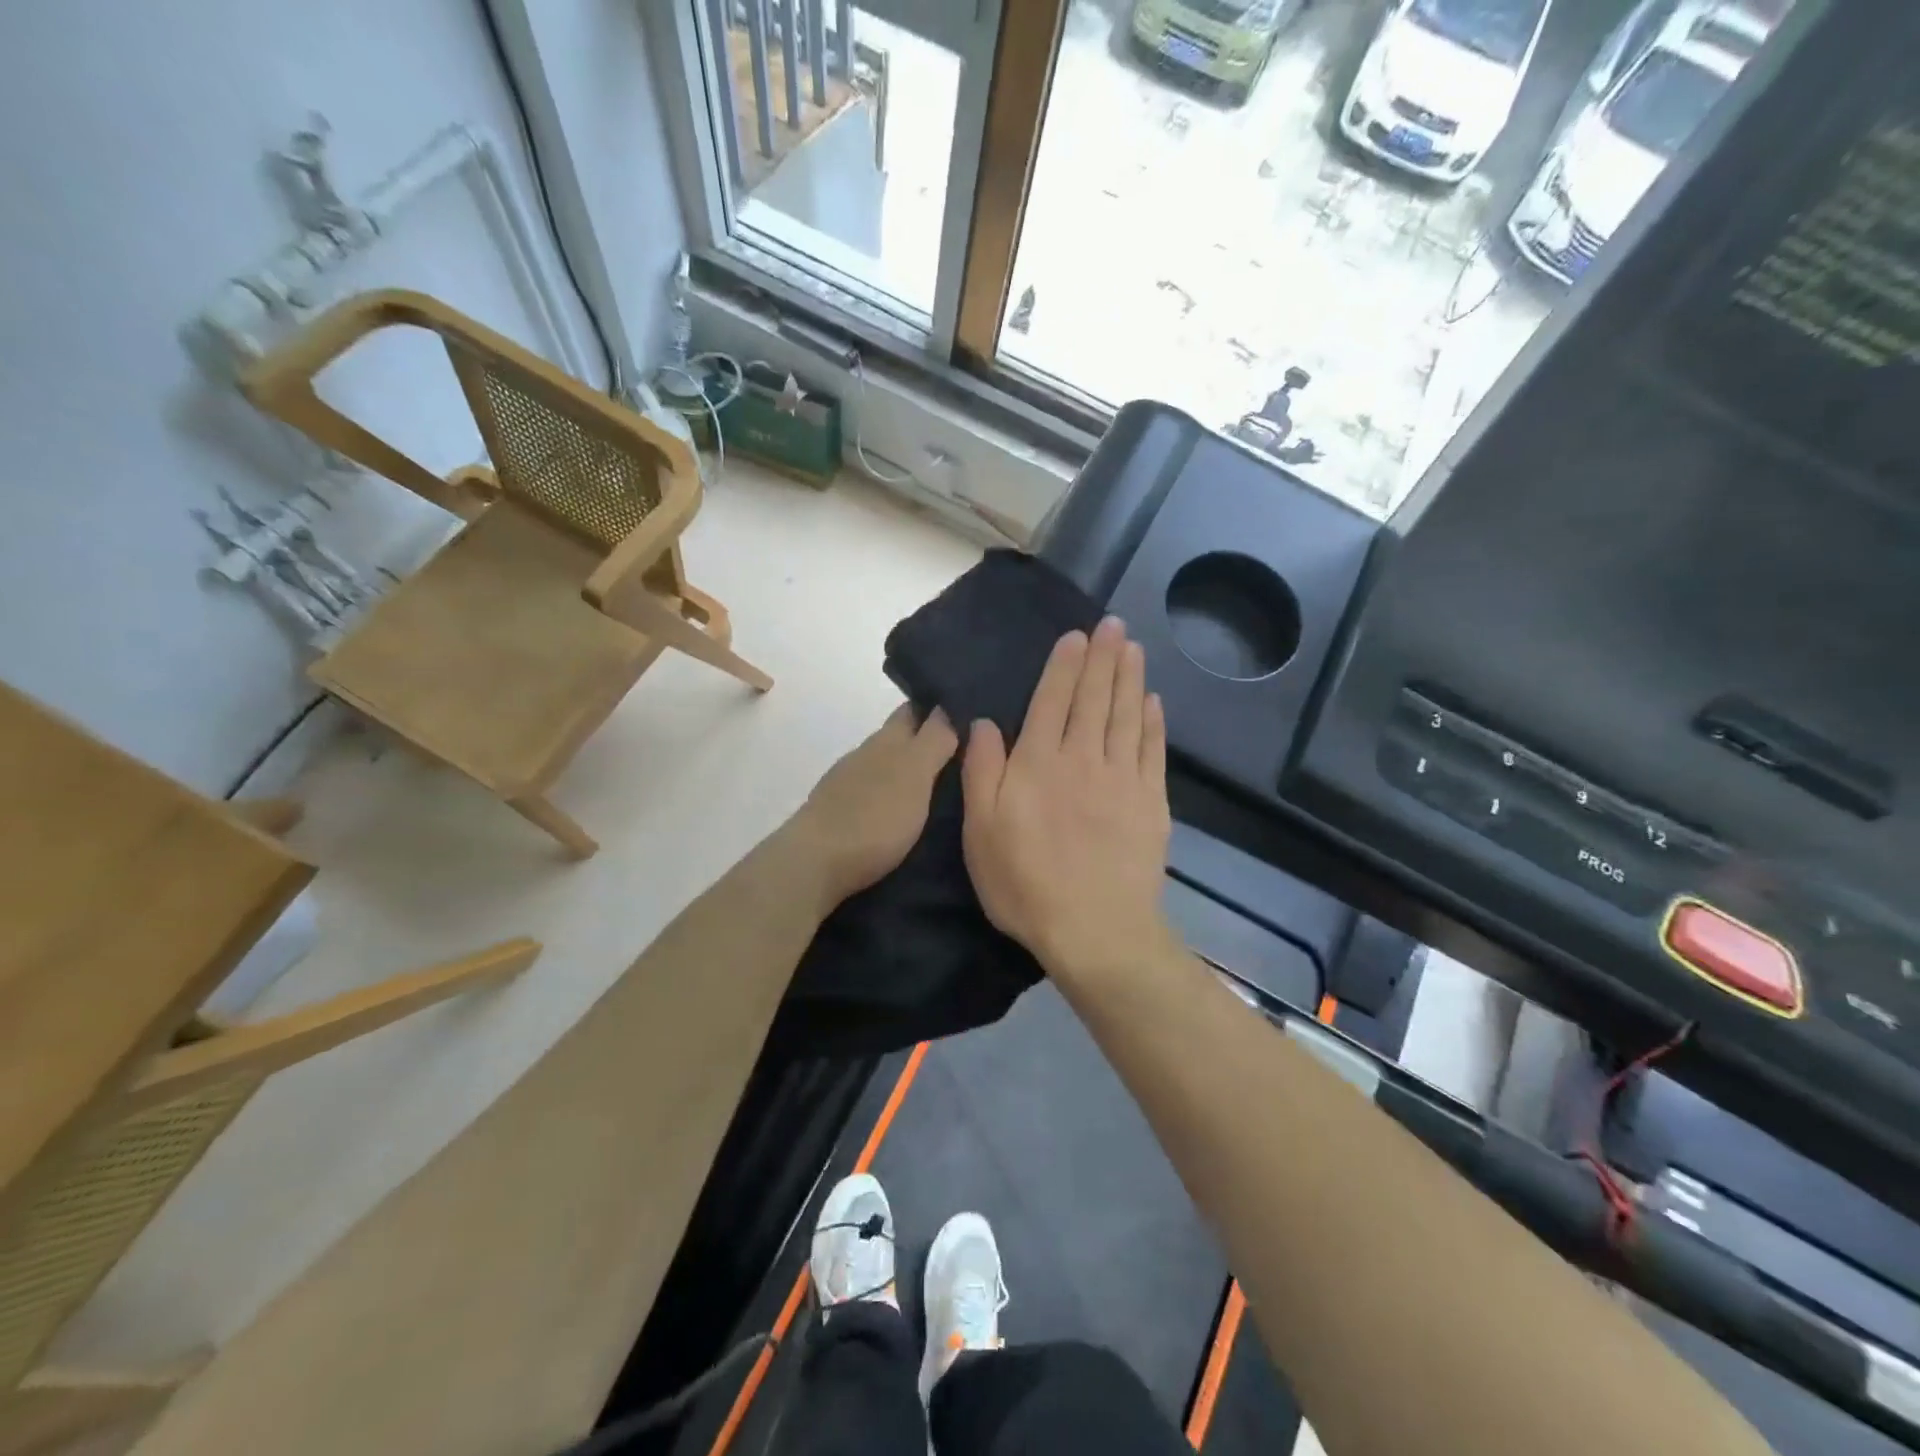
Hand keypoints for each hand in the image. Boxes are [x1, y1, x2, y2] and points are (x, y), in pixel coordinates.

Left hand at [790, 704, 958, 911]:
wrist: (814, 864)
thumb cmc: (874, 816)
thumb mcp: (915, 773)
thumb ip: (934, 740)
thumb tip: (948, 708)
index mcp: (886, 739)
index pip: (915, 709)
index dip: (940, 708)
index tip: (968, 720)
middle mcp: (865, 754)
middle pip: (900, 737)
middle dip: (928, 742)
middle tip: (966, 761)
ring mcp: (847, 784)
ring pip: (886, 767)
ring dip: (911, 773)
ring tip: (944, 792)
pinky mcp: (839, 814)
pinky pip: (875, 795)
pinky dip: (894, 798)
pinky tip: (907, 816)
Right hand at [961, 616, 1175, 982]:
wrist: (1095, 930)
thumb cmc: (1025, 883)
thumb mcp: (981, 831)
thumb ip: (981, 771)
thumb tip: (984, 723)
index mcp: (1039, 763)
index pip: (1052, 700)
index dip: (1064, 665)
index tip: (1076, 635)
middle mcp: (1084, 758)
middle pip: (1095, 698)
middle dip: (1102, 657)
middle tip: (1113, 624)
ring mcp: (1123, 779)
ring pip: (1126, 715)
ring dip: (1130, 677)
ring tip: (1133, 647)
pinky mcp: (1151, 803)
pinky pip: (1153, 750)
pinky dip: (1153, 721)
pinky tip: (1153, 701)